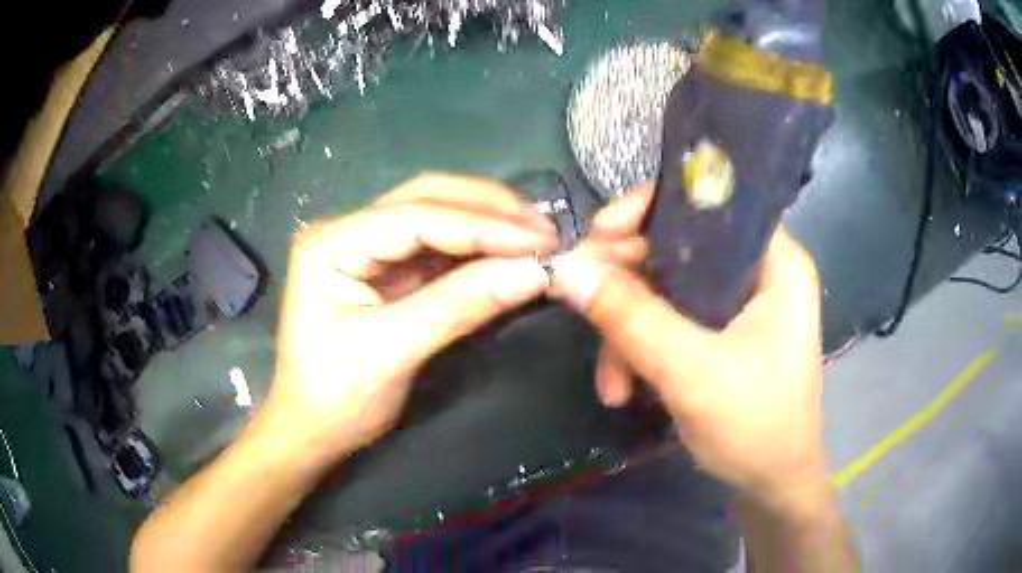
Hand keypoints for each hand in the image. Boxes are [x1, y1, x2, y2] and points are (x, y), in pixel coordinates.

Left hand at [262, 174, 558, 460]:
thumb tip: (535, 271)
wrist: (312, 432)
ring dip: (487, 225)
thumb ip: (461, 305)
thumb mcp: (394, 351)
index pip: (415, 216)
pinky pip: (439, 250)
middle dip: (487, 211)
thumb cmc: (336, 398)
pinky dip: (477, 250)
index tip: (541, 239)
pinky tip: (509, 254)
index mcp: (332, 242)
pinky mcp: (387, 272)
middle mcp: (348, 231)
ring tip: (538, 237)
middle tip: (545, 230)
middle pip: (426, 200)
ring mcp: (369, 249)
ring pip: (437, 218)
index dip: (482, 225)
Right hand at [551, 224, 825, 512]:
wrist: (771, 484)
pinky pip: (666, 321)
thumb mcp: (694, 373)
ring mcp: (735, 304)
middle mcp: (756, 271)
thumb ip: (632, 319)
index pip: (710, 204)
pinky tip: (622, 388)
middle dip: (624, 283)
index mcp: (775, 262)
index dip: (652, 209)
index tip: (599, 234)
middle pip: (677, 246)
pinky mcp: (717, 333)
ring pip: (664, 288)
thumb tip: (567, 269)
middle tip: (578, 300)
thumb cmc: (756, 427)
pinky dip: (638, 351)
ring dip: (626, 332)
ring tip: (610, 383)